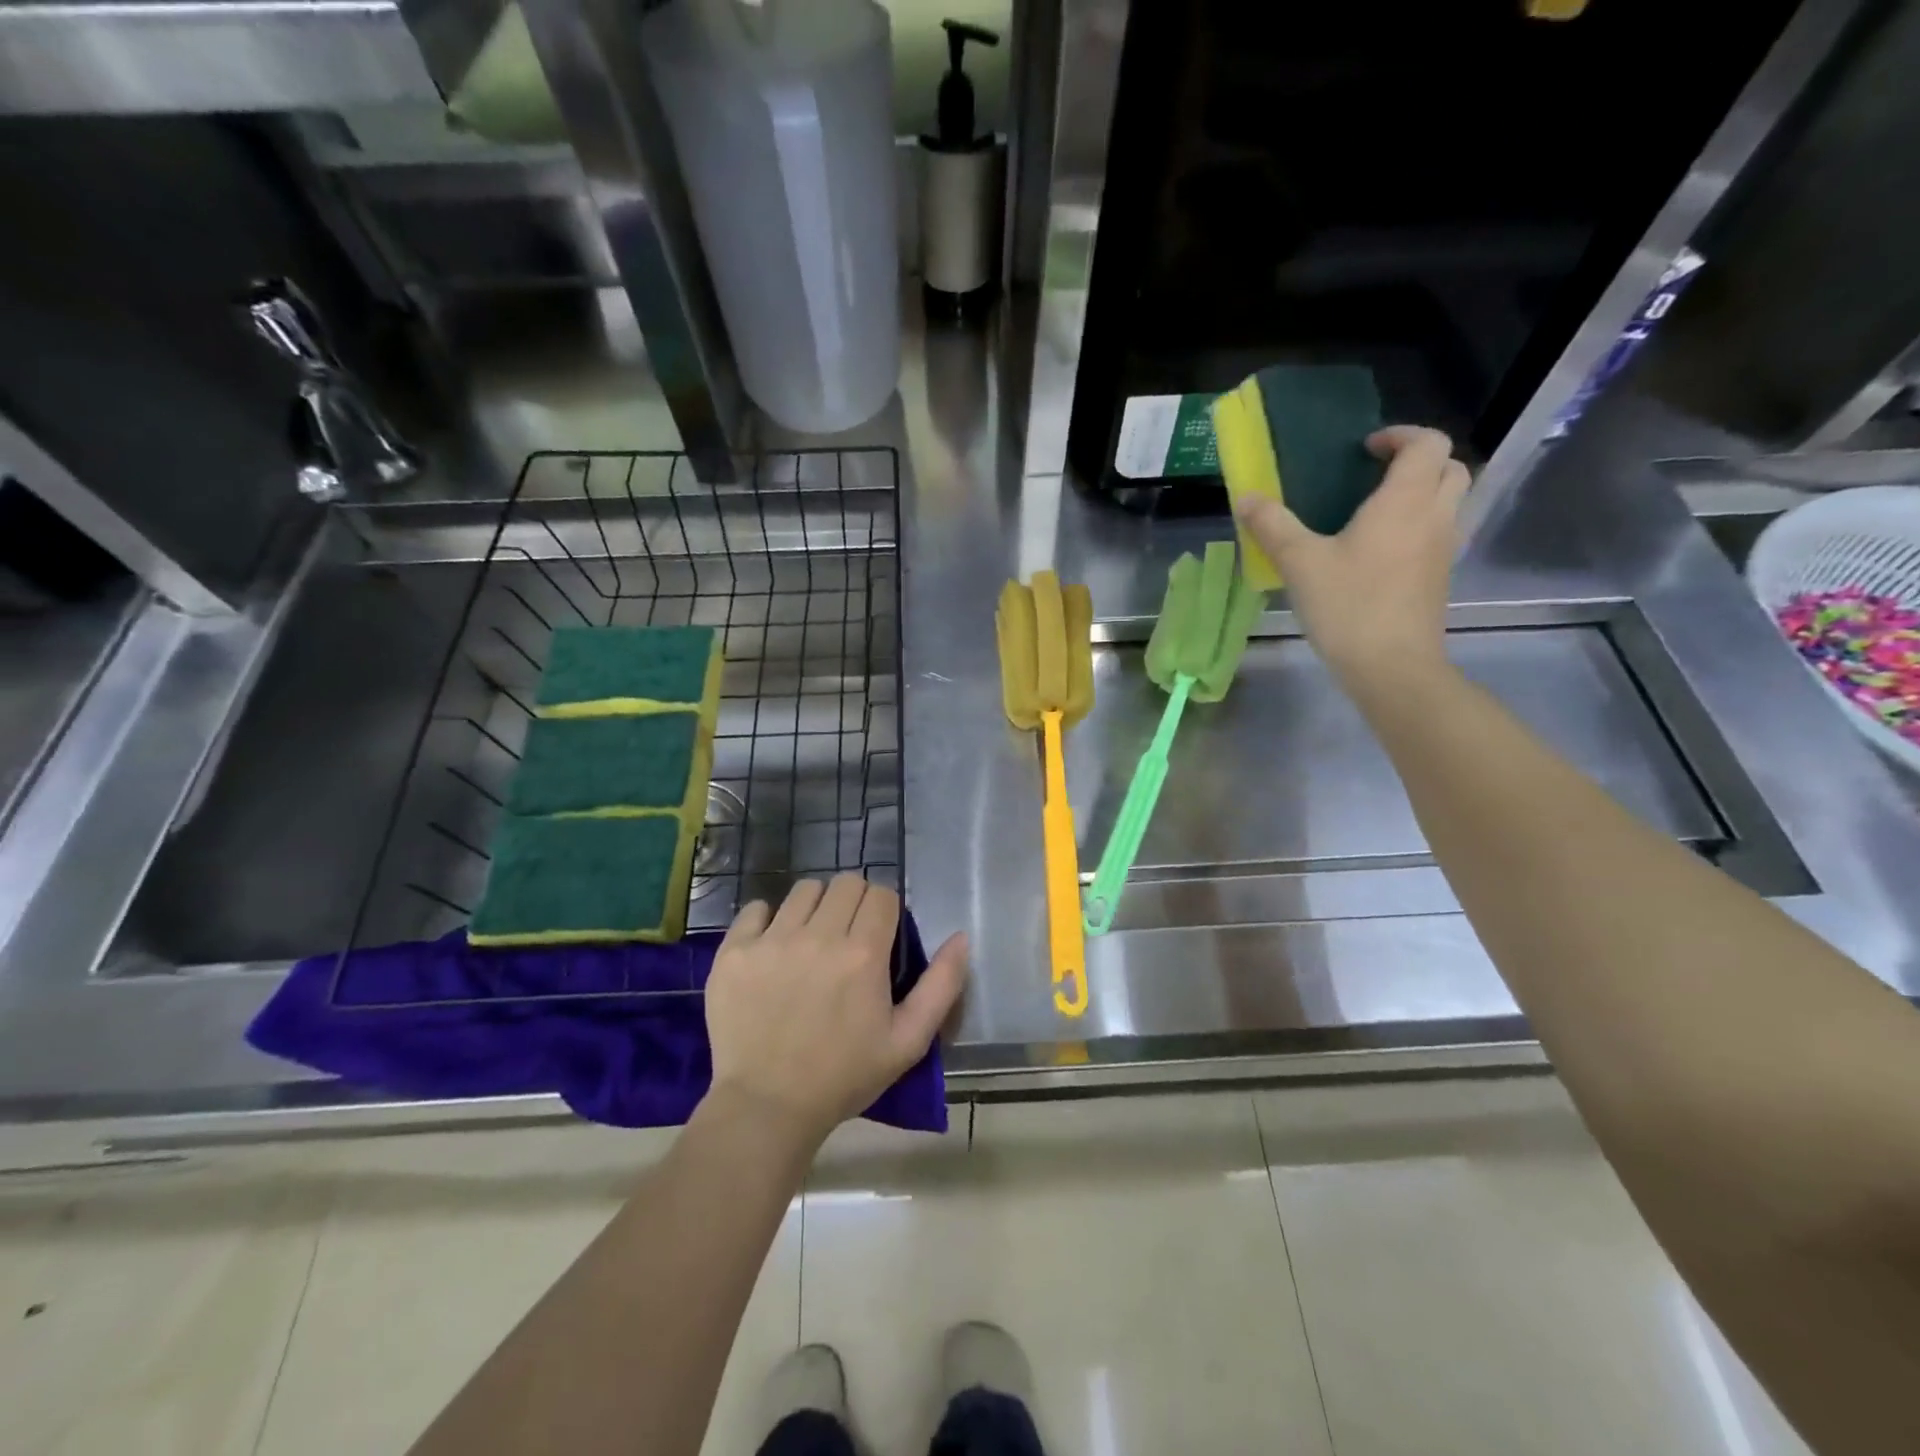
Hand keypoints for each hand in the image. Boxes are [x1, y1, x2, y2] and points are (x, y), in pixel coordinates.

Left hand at [705, 875, 967, 1146]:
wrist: (767, 1107)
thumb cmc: (844, 1076)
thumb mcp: (908, 1041)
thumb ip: (941, 986)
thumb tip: (961, 937)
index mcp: (863, 954)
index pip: (882, 895)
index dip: (886, 912)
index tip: (880, 937)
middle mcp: (818, 936)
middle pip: (846, 883)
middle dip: (855, 902)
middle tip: (849, 936)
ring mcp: (771, 941)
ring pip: (804, 890)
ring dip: (816, 907)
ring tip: (812, 939)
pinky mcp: (734, 952)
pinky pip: (755, 908)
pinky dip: (768, 919)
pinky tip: (773, 947)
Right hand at [1236, 425, 1470, 698]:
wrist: (1392, 666)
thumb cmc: (1349, 606)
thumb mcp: (1300, 563)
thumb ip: (1272, 525)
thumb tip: (1246, 497)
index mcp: (1405, 501)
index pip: (1426, 443)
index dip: (1401, 435)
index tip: (1366, 449)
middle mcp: (1435, 516)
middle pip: (1450, 467)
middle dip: (1418, 461)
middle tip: (1377, 474)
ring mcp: (1443, 549)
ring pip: (1451, 501)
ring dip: (1425, 492)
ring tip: (1379, 510)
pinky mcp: (1439, 578)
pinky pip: (1440, 533)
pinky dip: (1420, 525)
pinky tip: (1382, 549)